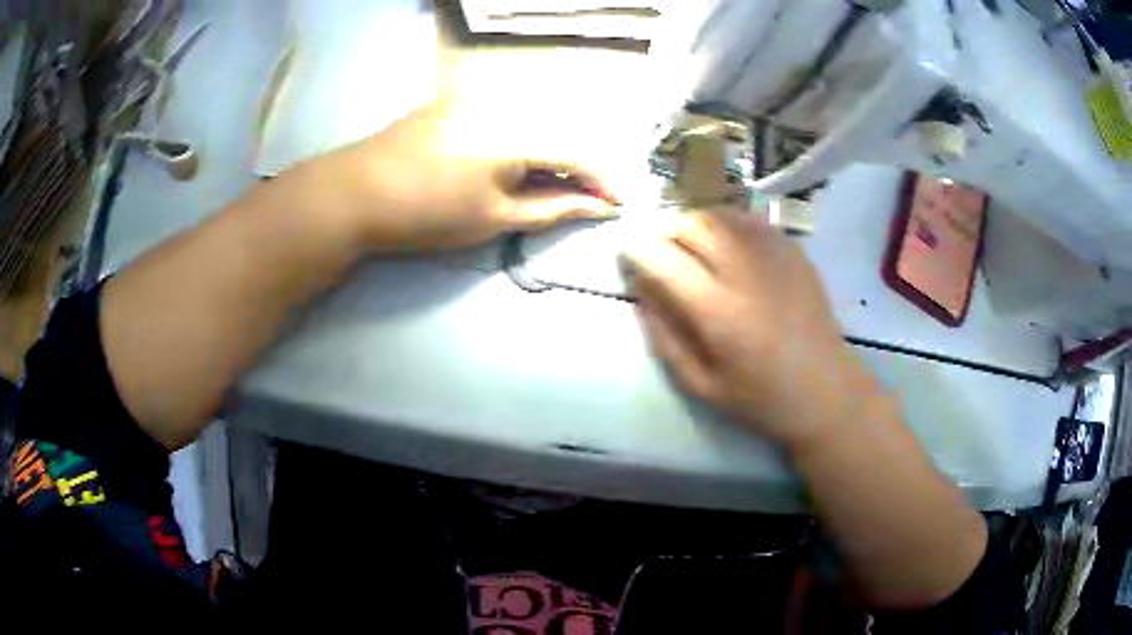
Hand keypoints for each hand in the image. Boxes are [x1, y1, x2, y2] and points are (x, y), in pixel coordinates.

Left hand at [299, 100, 618, 253]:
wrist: (355, 193)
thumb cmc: (427, 214)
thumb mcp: (495, 218)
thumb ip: (552, 208)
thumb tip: (597, 208)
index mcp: (518, 133)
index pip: (579, 154)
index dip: (603, 181)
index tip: (620, 204)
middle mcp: (505, 104)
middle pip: (560, 132)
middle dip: (580, 166)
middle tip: (588, 197)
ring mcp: (477, 98)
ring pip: (534, 121)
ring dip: (552, 152)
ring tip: (555, 183)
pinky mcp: (456, 101)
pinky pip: (506, 116)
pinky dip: (523, 139)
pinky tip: (517, 161)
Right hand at [622, 209, 874, 451]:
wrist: (827, 393)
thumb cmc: (762, 400)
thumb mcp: (701, 385)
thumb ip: (665, 337)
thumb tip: (640, 291)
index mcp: (719, 312)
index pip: (663, 259)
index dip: (635, 248)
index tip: (625, 250)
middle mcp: (745, 272)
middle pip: (691, 224)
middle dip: (665, 231)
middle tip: (661, 252)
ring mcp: (775, 256)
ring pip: (720, 214)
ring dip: (694, 223)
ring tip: (691, 247)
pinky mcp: (795, 252)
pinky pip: (750, 220)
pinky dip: (728, 223)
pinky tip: (727, 244)